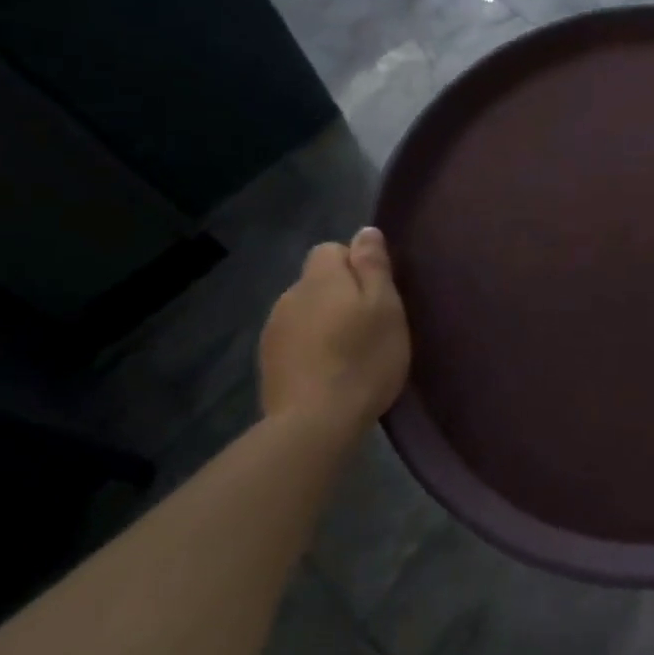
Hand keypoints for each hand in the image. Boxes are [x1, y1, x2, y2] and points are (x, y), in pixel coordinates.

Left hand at [259, 226, 411, 427]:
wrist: (315, 423)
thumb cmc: (363, 357)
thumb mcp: (385, 306)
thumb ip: (373, 265)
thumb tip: (365, 231)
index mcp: (319, 278)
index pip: (332, 249)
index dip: (356, 265)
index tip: (378, 293)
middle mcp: (289, 296)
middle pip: (318, 281)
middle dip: (341, 294)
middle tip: (370, 324)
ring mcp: (273, 331)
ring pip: (306, 311)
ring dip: (325, 321)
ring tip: (350, 350)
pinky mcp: (268, 364)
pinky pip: (296, 340)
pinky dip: (312, 347)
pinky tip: (329, 370)